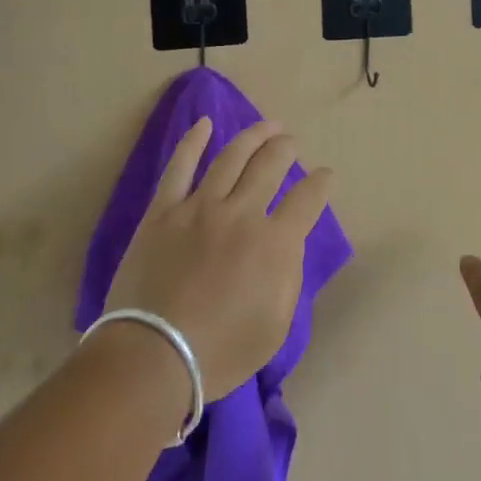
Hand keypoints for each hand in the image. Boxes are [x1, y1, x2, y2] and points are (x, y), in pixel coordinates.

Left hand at [104, 119, 334, 403]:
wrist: (154, 356)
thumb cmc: (221, 352)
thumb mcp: (276, 326)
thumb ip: (288, 277)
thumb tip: (286, 244)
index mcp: (275, 243)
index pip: (307, 199)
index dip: (321, 183)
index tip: (326, 176)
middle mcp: (242, 213)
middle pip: (270, 165)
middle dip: (286, 149)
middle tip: (291, 142)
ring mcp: (200, 207)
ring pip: (232, 157)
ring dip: (253, 136)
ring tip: (267, 125)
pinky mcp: (165, 210)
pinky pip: (180, 166)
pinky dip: (193, 141)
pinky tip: (204, 124)